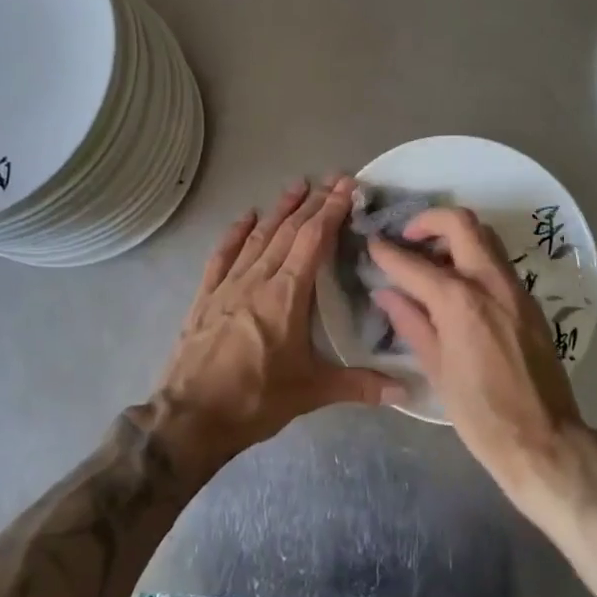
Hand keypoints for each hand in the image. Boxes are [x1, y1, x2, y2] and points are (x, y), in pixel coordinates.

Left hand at [153, 176, 406, 473]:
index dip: (331, 210)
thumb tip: (407, 392)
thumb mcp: (312, 392)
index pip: (313, 240)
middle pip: (288, 231)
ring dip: (280, 210)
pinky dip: (236, 233)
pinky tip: (247, 217)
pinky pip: (223, 255)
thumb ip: (360, 385)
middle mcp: (258, 279)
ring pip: (259, 237)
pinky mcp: (206, 296)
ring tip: (297, 186)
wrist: (190, 417)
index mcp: (287, 295)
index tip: (346, 187)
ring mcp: (228, 284)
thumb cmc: (255, 400)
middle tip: (331, 179)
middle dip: (312, 203)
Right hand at [368, 208, 588, 503]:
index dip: (387, 252)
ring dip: (454, 236)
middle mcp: (489, 282)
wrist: (544, 440)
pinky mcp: (529, 301)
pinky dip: (473, 257)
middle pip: (461, 223)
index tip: (372, 244)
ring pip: (485, 236)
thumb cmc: (480, 414)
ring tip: (430, 260)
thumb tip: (387, 294)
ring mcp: (515, 288)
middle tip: (408, 238)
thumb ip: (411, 323)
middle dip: (429, 220)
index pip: (414, 263)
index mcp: (459, 301)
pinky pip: (497, 261)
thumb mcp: (436, 369)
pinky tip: (457, 285)